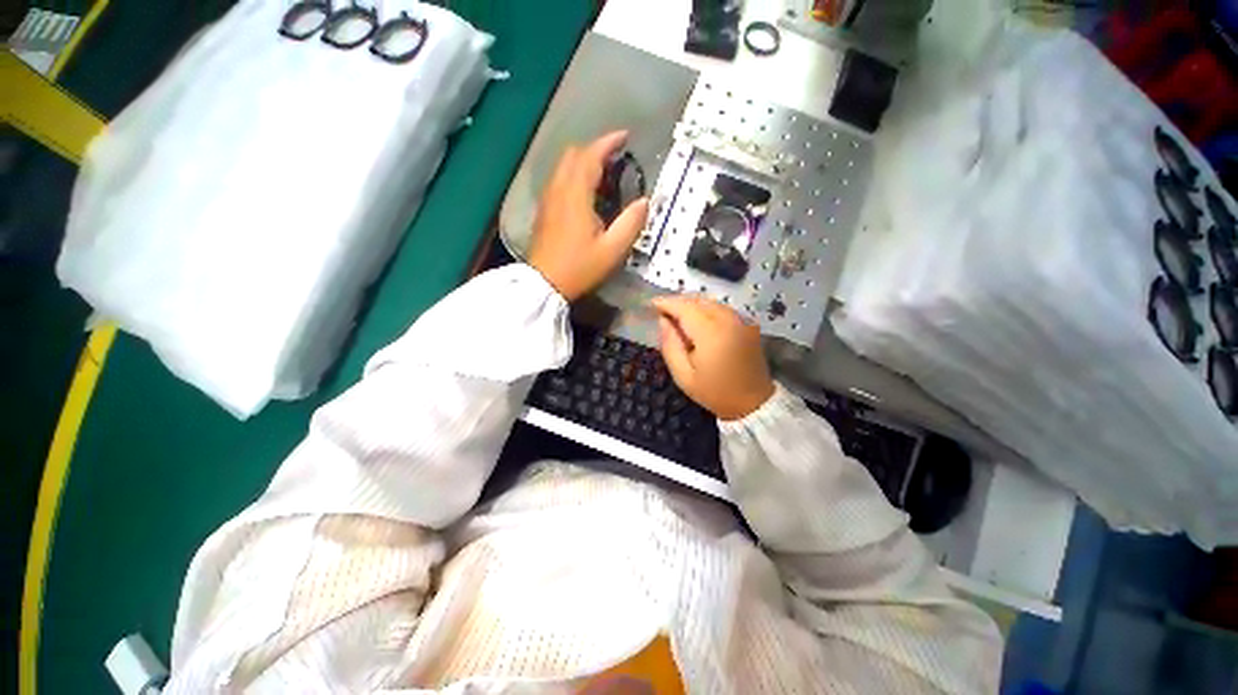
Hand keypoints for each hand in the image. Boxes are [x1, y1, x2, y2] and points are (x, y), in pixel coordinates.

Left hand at [527, 131, 649, 300]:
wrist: (544, 283)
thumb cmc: (579, 267)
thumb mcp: (612, 250)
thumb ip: (631, 223)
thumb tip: (645, 201)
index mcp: (576, 195)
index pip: (590, 156)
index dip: (608, 142)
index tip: (625, 137)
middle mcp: (559, 190)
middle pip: (573, 155)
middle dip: (596, 149)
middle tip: (616, 157)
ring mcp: (548, 199)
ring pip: (564, 166)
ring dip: (584, 161)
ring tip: (604, 173)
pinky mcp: (544, 210)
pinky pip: (559, 180)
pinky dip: (574, 174)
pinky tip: (586, 192)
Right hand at [652, 295, 775, 420]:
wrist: (754, 402)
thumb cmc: (715, 392)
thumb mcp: (683, 376)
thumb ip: (670, 345)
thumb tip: (663, 321)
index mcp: (711, 334)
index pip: (684, 308)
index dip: (667, 303)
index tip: (652, 304)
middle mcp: (728, 320)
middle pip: (697, 300)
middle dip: (678, 302)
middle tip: (662, 311)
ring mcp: (741, 319)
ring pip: (710, 301)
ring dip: (691, 304)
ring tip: (677, 316)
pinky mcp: (747, 323)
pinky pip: (721, 308)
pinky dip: (706, 308)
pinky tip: (697, 320)